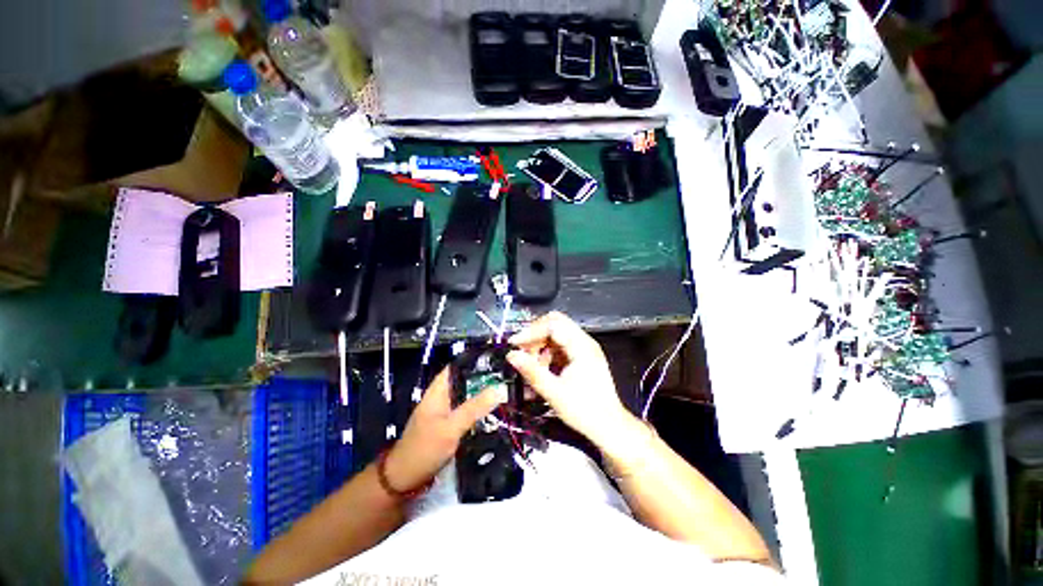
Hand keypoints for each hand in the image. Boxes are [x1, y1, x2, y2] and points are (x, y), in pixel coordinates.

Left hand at [384, 369, 505, 491]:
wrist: (405, 479)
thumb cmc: (425, 448)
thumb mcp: (451, 427)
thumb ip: (474, 408)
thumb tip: (499, 388)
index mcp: (438, 391)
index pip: (457, 367)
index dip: (474, 361)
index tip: (496, 359)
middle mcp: (442, 397)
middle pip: (465, 381)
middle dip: (484, 377)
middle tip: (507, 375)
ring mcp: (446, 412)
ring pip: (467, 396)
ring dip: (483, 393)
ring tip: (506, 389)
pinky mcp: (450, 425)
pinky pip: (468, 410)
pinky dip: (479, 408)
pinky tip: (494, 410)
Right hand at [506, 312, 635, 449]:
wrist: (609, 427)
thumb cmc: (586, 411)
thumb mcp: (554, 393)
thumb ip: (532, 372)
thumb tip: (512, 356)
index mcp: (582, 346)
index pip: (553, 325)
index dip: (531, 332)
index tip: (514, 344)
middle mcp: (584, 342)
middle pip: (555, 324)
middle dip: (535, 335)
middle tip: (522, 351)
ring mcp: (583, 348)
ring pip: (556, 334)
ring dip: (540, 346)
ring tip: (532, 366)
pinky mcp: (581, 357)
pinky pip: (559, 346)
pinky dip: (547, 353)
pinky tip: (542, 370)